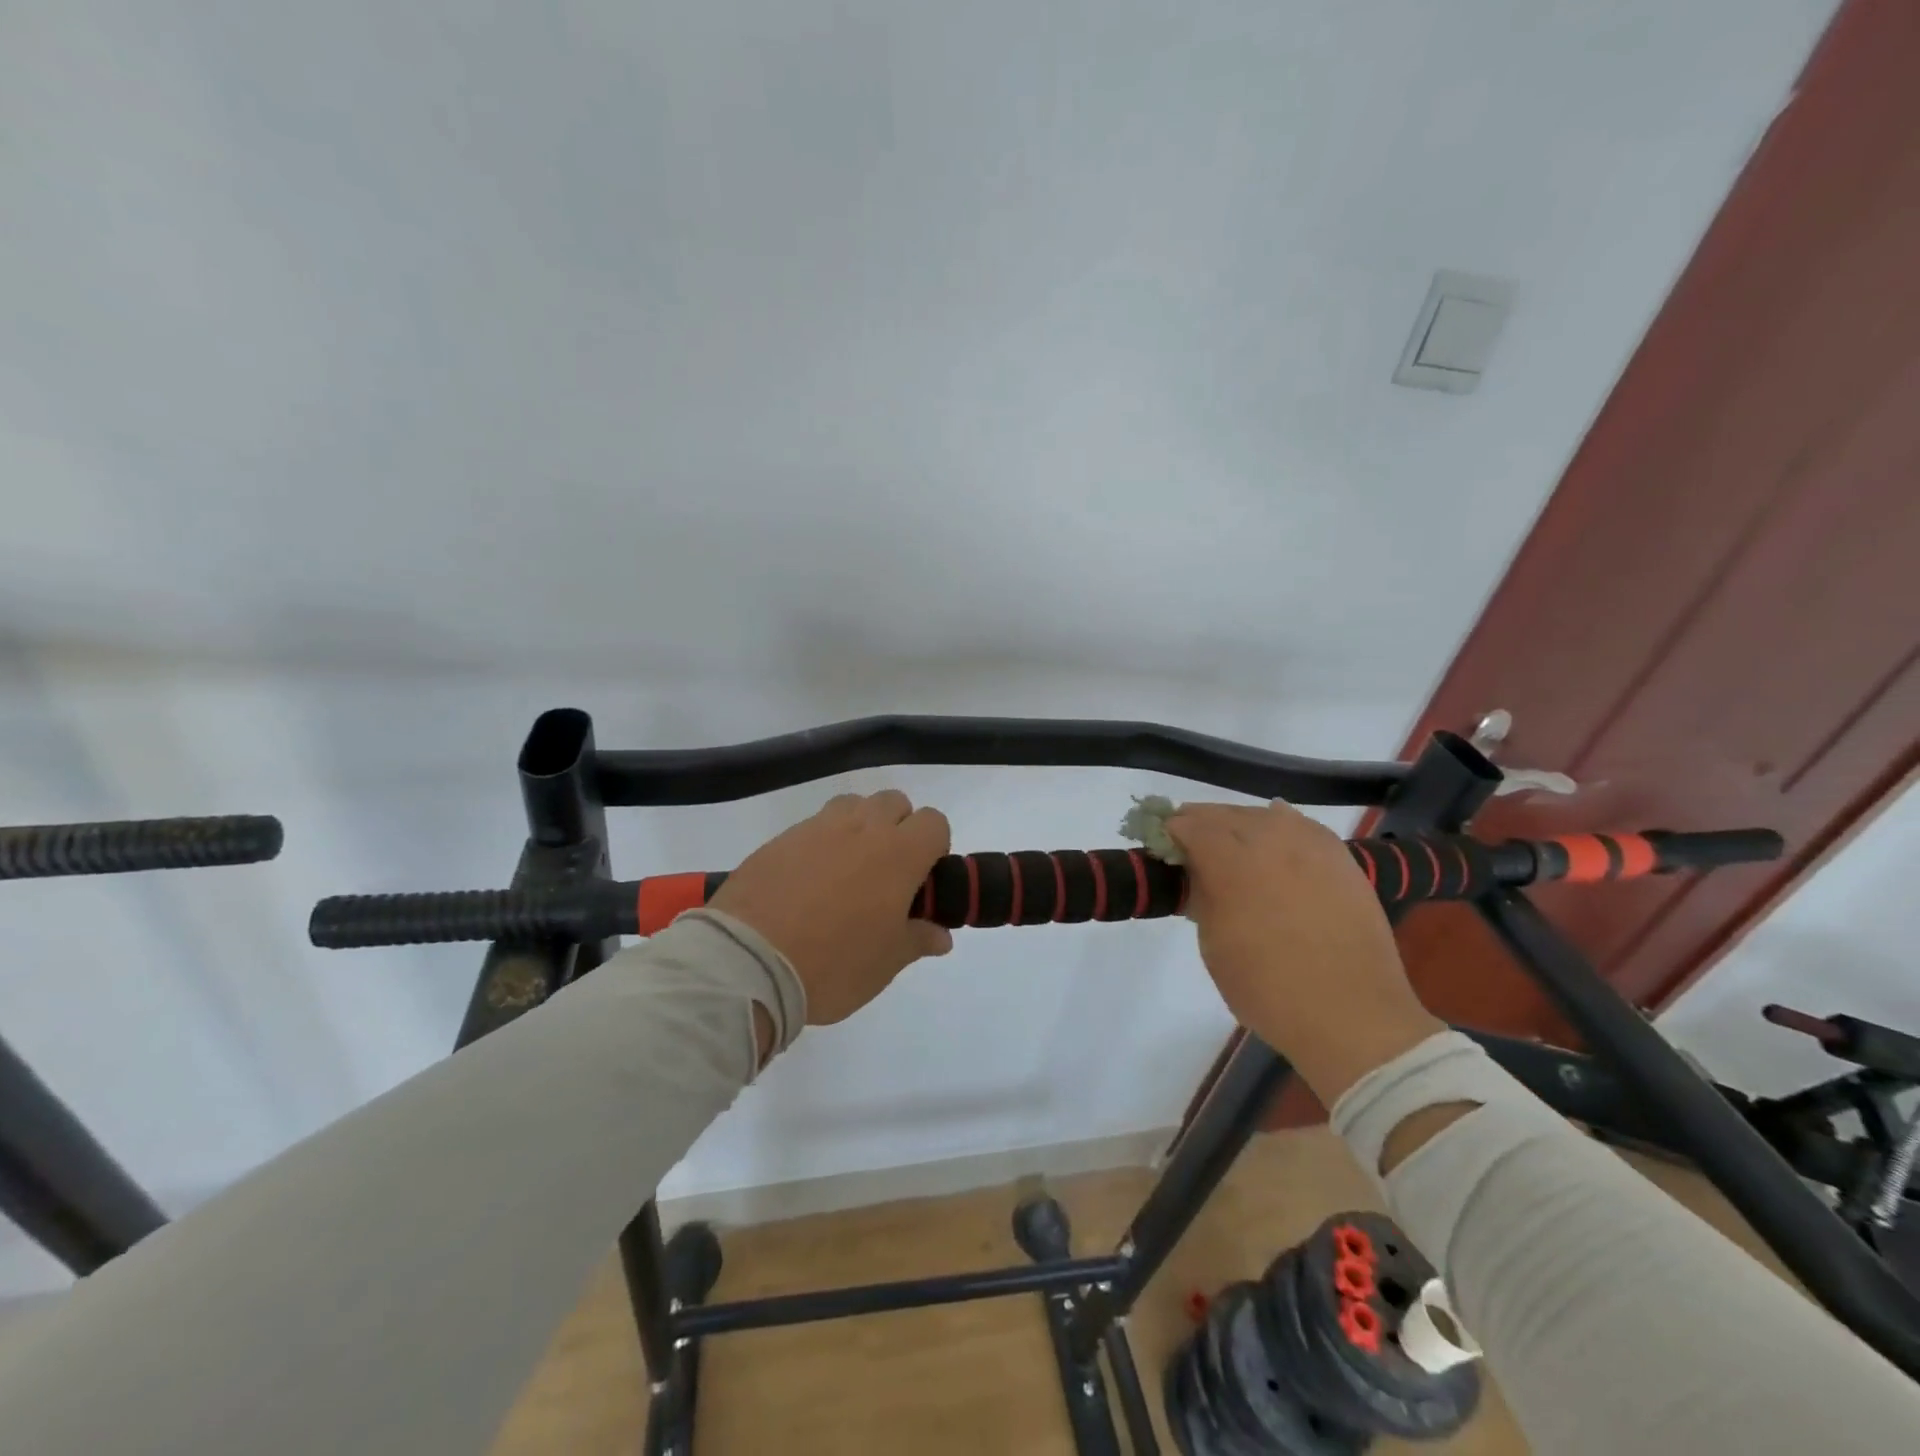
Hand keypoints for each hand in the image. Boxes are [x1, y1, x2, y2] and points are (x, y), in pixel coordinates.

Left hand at [708, 790, 953, 1025]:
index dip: (934, 847)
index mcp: (898, 854)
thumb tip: (941, 934)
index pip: (934, 822)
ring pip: (853, 805)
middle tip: (886, 873)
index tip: (921, 880)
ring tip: (847, 870)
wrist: (748, 962)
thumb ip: (918, 940)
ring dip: (860, 825)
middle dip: (899, 827)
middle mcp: (862, 828)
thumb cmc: (833, 963)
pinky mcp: (780, 838)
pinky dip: (821, 842)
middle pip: (894, 801)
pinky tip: (808, 881)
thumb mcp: (886, 962)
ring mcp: (817, 828)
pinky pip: (813, 825)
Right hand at [1167, 801, 1443, 1104]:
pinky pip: (1299, 825)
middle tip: (1189, 850)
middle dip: (1200, 825)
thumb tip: (1196, 873)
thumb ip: (1200, 896)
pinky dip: (1278, 828)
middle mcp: (1269, 838)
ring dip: (1238, 825)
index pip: (1187, 825)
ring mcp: (1309, 843)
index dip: (1169, 834)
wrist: (1351, 1015)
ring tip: (1230, 849)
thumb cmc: (1267, 988)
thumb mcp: (1212, 944)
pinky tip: (1272, 842)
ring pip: (1261, 814)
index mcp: (1229, 860)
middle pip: (1222, 813)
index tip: (1162, 850)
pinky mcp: (1339, 856)